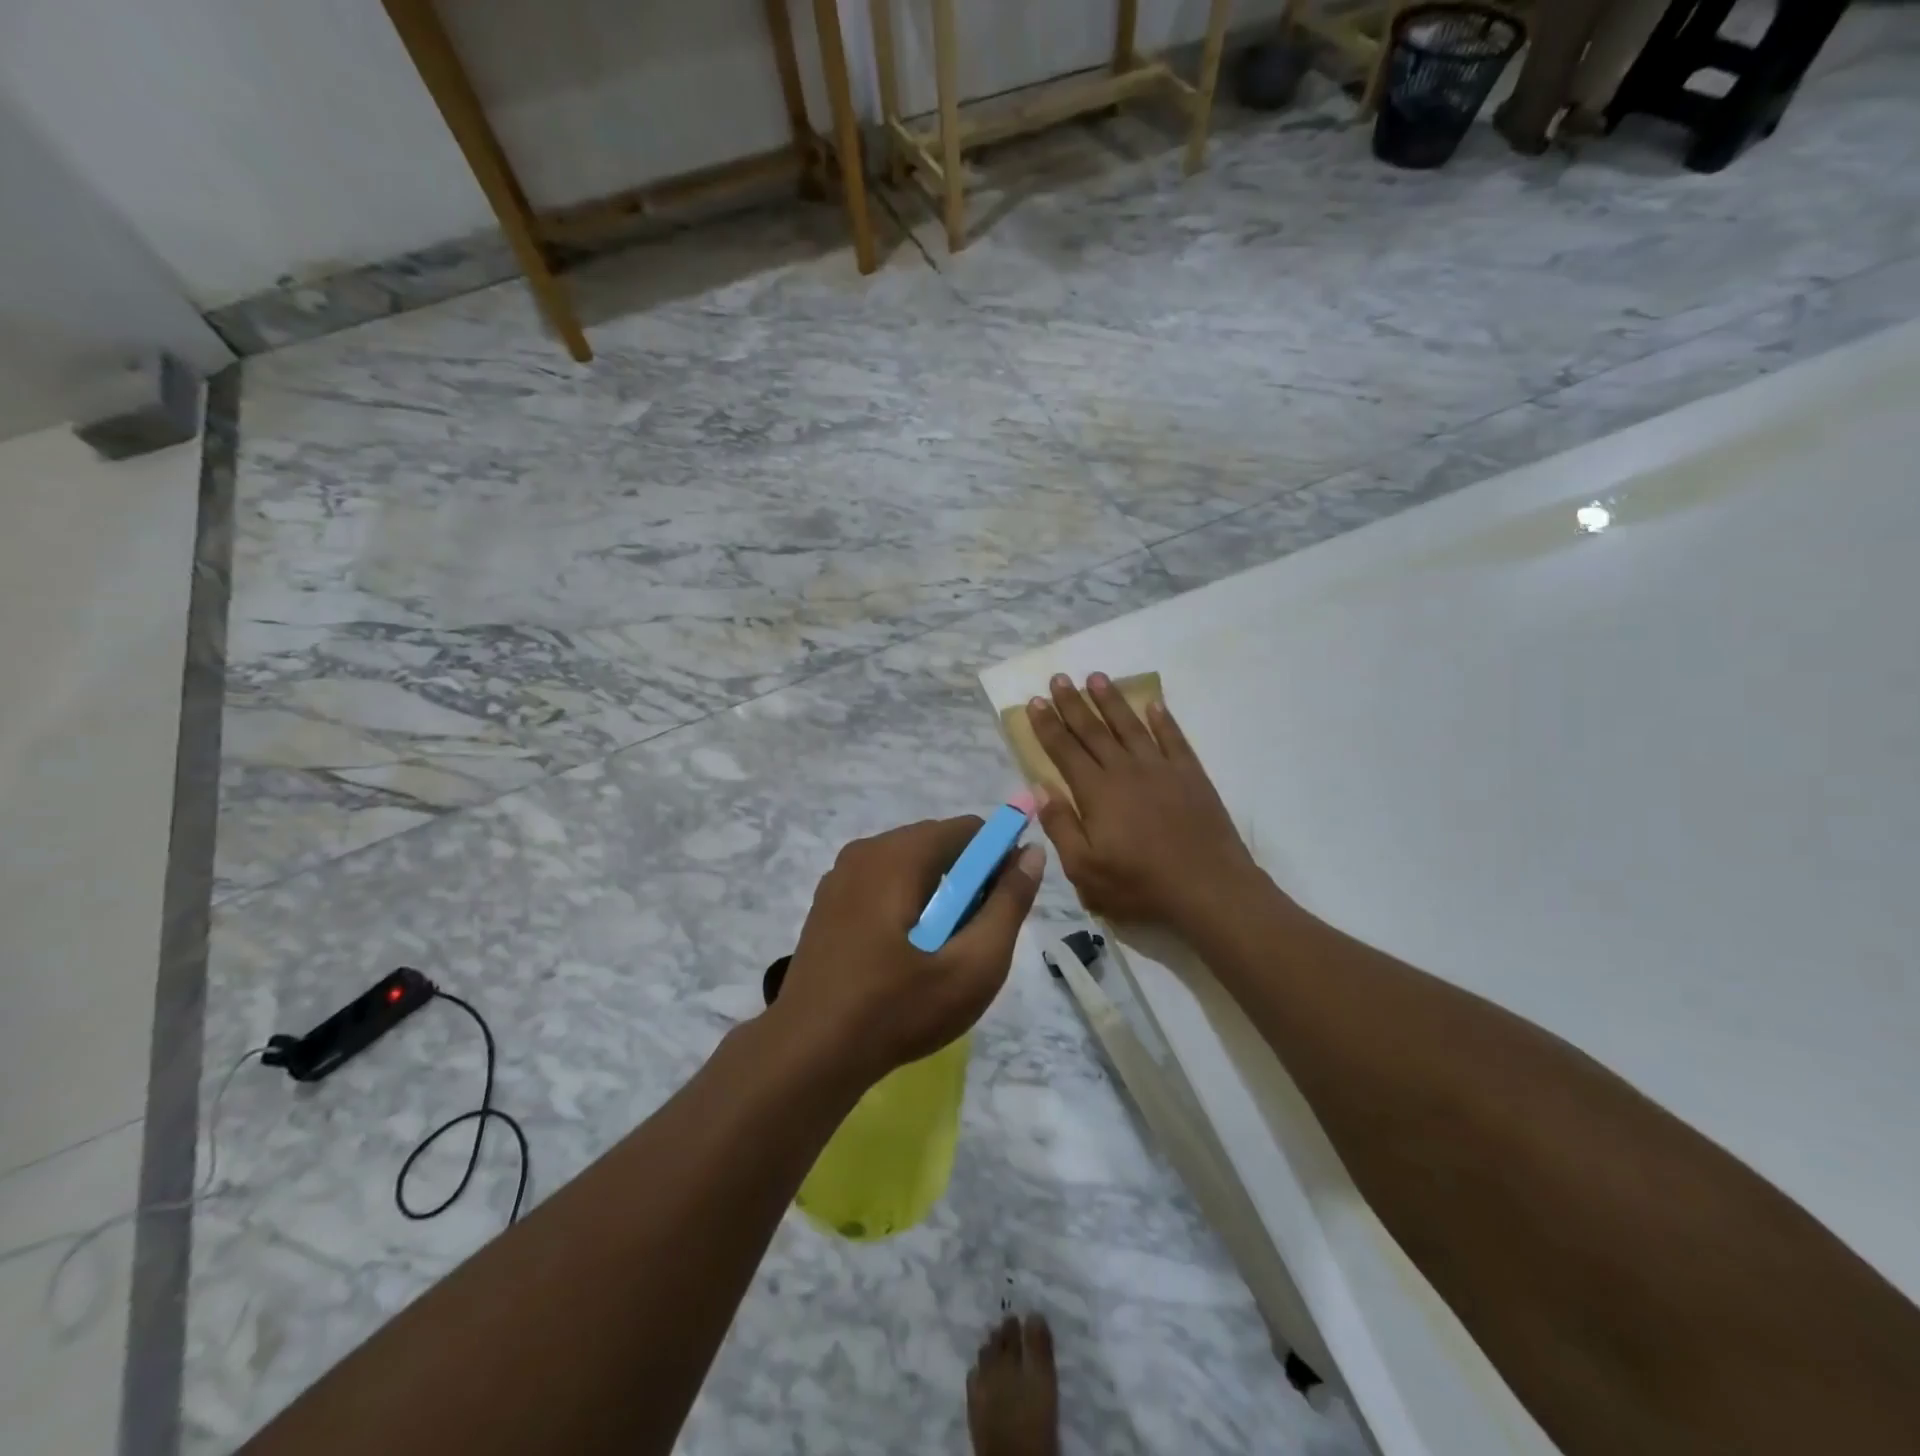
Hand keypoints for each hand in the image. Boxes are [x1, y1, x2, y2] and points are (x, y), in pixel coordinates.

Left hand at [776, 818, 1045, 1084]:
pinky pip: (881, 885)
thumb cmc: (898, 1008)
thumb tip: (1031, 852)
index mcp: (899, 854)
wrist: (809, 1053)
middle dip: (966, 880)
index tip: (1003, 905)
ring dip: (936, 895)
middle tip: (973, 937)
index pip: (968, 830)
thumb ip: (1008, 904)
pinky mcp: (827, 903)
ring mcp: (839, 876)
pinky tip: (903, 955)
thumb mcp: (972, 965)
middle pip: (937, 844)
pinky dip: (904, 904)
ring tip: (940, 951)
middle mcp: (866, 851)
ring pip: (908, 866)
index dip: (998, 859)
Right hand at [1025, 672, 1260, 930]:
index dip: (1047, 725)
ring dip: (1111, 700)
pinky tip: (1154, 704)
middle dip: (1072, 703)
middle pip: (1093, 730)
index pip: (1065, 750)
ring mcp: (1161, 768)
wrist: (1208, 888)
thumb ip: (1060, 825)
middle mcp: (1125, 770)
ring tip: (1096, 677)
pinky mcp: (1190, 775)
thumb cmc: (1140, 884)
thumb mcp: (1085, 869)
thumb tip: (1040, 787)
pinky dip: (1162, 719)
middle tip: (1058, 678)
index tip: (1034, 701)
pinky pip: (1173, 738)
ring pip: (1130, 725)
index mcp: (1096, 792)